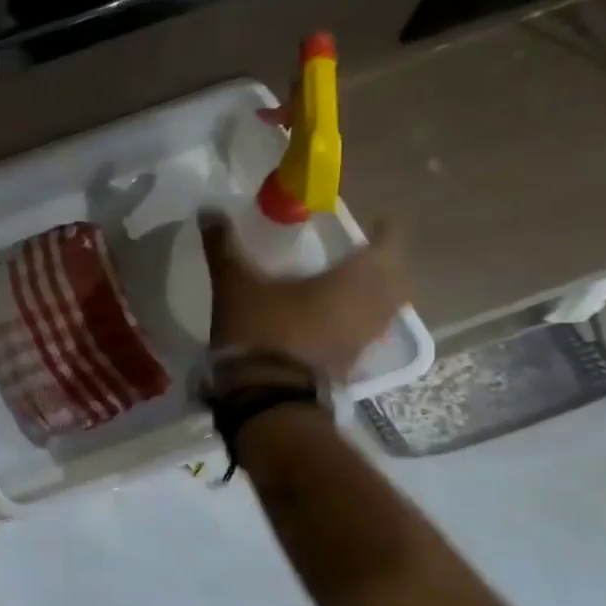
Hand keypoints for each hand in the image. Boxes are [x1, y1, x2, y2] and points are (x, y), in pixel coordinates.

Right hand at [202, 215, 408, 381]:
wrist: (267, 395)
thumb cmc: (261, 330)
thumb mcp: (234, 285)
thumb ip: (223, 247)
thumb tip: (208, 210)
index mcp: (353, 280)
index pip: (388, 246)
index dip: (386, 231)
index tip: (376, 221)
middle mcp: (370, 307)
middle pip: (397, 278)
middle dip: (386, 263)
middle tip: (364, 252)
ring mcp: (364, 339)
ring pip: (386, 308)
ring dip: (377, 293)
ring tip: (351, 285)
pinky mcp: (352, 363)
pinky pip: (368, 332)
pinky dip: (360, 320)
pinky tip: (335, 319)